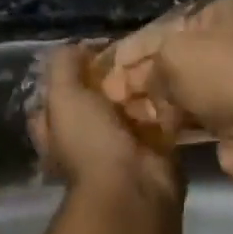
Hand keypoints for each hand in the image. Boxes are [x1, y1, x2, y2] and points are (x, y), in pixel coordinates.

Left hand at [29, 43, 181, 207]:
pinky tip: (176, 78)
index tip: (91, 50)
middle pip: (97, 98)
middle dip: (112, 77)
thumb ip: (64, 66)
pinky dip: (168, 102)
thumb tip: (79, 46)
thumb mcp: (63, 96)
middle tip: (131, 48)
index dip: (69, 72)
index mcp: (57, 130)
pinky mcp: (155, 149)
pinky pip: (161, 118)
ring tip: (157, 56)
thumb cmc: (89, 141)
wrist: (133, 187)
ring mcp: (121, 145)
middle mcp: (86, 138)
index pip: (56, 95)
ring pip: (131, 106)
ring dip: (143, 86)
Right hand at [96, 0, 232, 197]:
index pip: (166, 25)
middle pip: (172, 58)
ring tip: (122, 115)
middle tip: (108, 96)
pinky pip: (192, 116)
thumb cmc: (224, 73)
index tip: (105, 68)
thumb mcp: (173, 54)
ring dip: (152, 101)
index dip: (133, 46)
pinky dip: (171, 121)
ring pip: (180, 89)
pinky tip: (148, 130)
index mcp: (220, 12)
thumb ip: (147, 67)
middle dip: (139, 76)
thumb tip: (137, 86)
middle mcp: (229, 43)